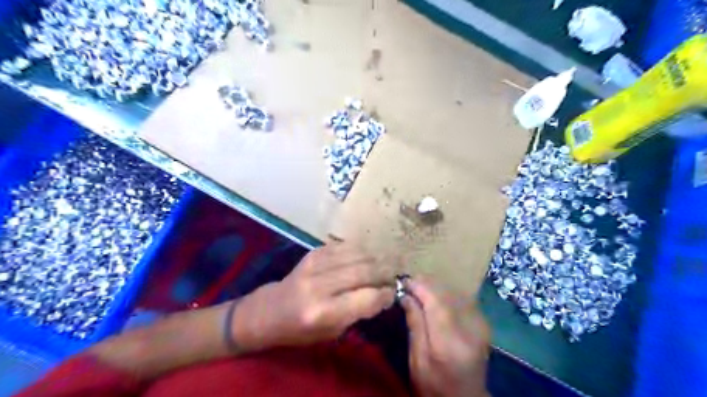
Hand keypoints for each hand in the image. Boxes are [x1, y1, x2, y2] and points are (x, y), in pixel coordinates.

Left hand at [234, 243, 394, 349]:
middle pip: (364, 271)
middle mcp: (320, 285)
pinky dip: (360, 250)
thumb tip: (385, 294)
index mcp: (323, 312)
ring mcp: (315, 265)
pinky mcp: (313, 253)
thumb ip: (358, 312)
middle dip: (385, 272)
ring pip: (357, 255)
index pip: (367, 298)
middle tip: (394, 275)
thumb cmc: (301, 329)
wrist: (270, 310)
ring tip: (386, 263)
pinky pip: (344, 246)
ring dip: (376, 258)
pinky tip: (366, 255)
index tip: (393, 293)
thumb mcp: (331, 332)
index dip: (385, 294)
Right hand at [400, 277, 489, 396]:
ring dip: (435, 286)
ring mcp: (480, 324)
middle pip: (446, 294)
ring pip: (454, 292)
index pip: (436, 302)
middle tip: (407, 282)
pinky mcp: (482, 322)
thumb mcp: (417, 360)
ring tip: (418, 287)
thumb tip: (405, 295)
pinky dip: (446, 293)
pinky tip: (434, 296)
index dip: (419, 287)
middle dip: (425, 284)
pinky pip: (461, 298)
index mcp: (450, 342)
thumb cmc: (435, 386)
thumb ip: (414, 325)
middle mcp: (470, 329)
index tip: (402, 280)